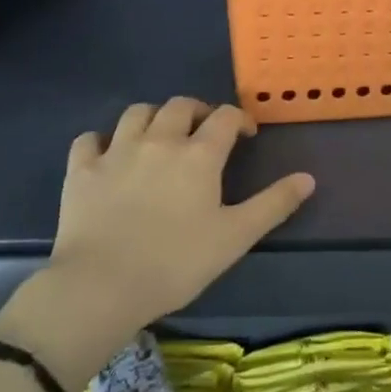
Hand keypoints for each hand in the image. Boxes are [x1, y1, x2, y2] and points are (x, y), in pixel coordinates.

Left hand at [47, 98, 316, 335]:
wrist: (101, 285)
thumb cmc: (176, 263)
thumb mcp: (235, 237)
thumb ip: (273, 204)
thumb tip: (309, 177)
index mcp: (199, 154)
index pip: (225, 116)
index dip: (239, 119)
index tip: (246, 134)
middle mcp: (159, 140)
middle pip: (180, 105)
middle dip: (196, 111)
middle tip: (203, 131)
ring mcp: (117, 151)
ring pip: (136, 113)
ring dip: (152, 117)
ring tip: (158, 135)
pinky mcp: (81, 170)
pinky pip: (88, 139)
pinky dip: (100, 141)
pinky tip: (106, 154)